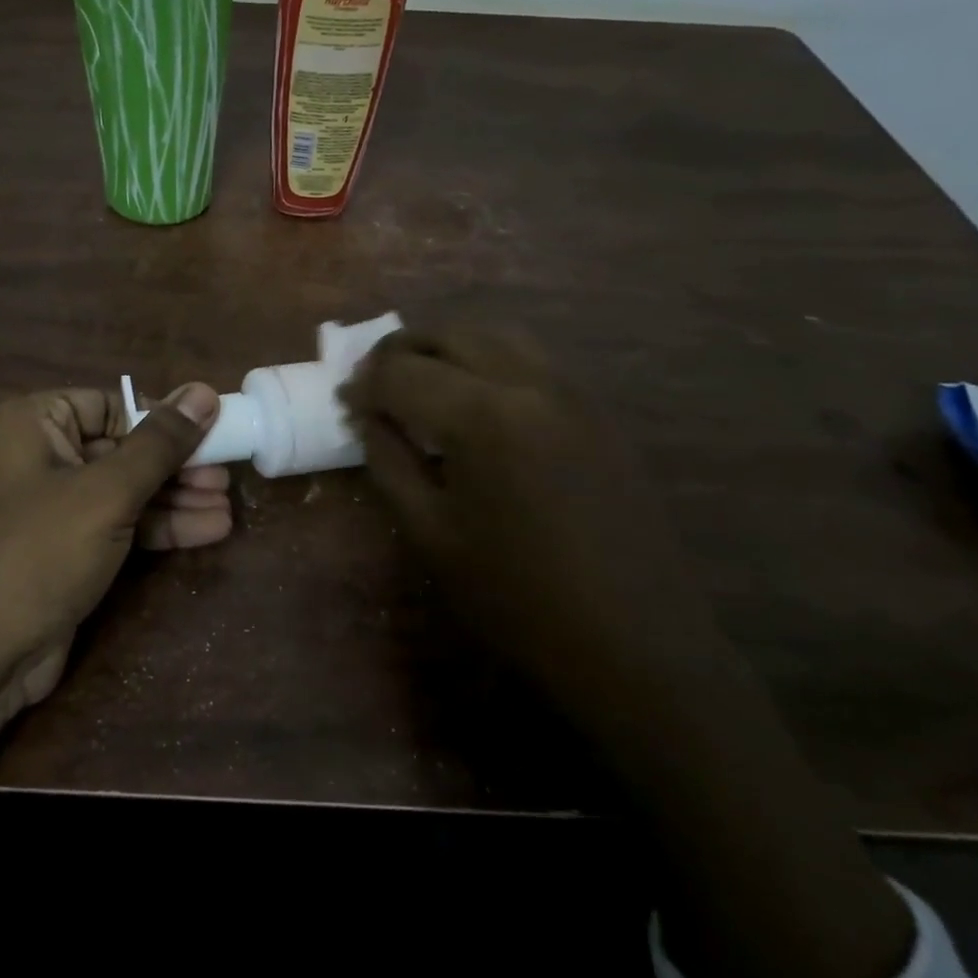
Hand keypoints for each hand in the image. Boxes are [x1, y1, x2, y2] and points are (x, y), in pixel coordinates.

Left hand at [0, 384, 230, 710]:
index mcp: (33, 423)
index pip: (110, 404)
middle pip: (123, 449)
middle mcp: (39, 457)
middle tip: (226, 475)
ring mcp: (53, 507)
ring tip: (228, 505)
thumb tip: (203, 391)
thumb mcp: (106, 492)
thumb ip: (160, 443)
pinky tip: (209, 530)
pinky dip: (160, 528)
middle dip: (177, 466)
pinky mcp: (67, 550)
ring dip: (176, 499)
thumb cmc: (38, 552)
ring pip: (126, 491)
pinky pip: (120, 525)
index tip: (210, 433)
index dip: (161, 419)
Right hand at [340, 327, 723, 721]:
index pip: (402, 373)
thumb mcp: (431, 534)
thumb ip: (389, 462)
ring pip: (497, 335)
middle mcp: (530, 383)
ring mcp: (573, 392)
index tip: (344, 400)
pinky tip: (475, 399)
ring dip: (447, 346)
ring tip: (420, 379)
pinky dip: (488, 360)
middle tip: (373, 380)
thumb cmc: (516, 597)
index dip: (364, 383)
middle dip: (401, 349)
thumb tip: (365, 416)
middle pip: (451, 334)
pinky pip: (532, 359)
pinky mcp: (598, 411)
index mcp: (483, 416)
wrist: (634, 643)